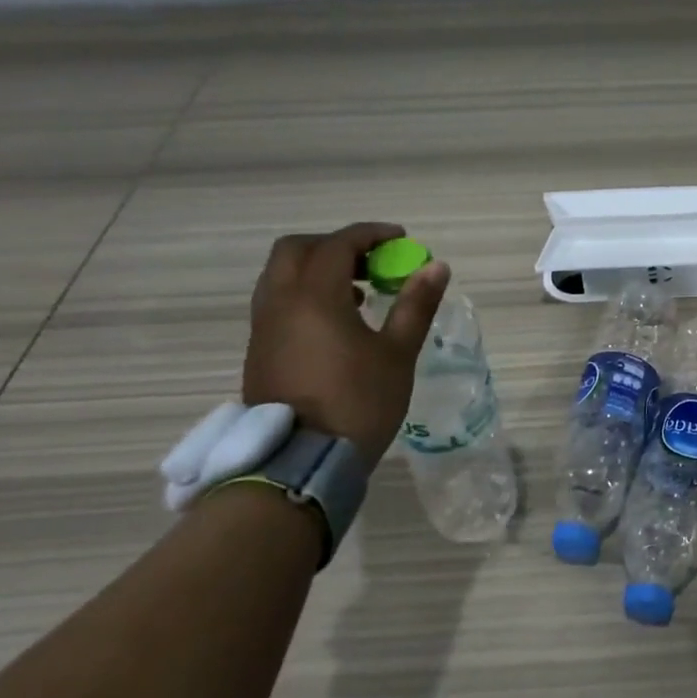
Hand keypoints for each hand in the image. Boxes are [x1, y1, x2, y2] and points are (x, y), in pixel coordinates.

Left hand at [241, 222, 448, 469]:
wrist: (302, 462)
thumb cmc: (358, 402)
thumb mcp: (397, 353)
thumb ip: (416, 305)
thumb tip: (437, 266)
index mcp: (313, 297)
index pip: (337, 245)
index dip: (371, 235)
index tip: (401, 240)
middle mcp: (279, 303)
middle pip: (296, 250)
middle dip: (335, 246)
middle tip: (372, 262)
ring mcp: (263, 328)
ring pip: (282, 277)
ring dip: (318, 270)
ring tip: (359, 293)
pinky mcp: (259, 351)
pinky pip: (278, 303)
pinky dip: (305, 295)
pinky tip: (337, 323)